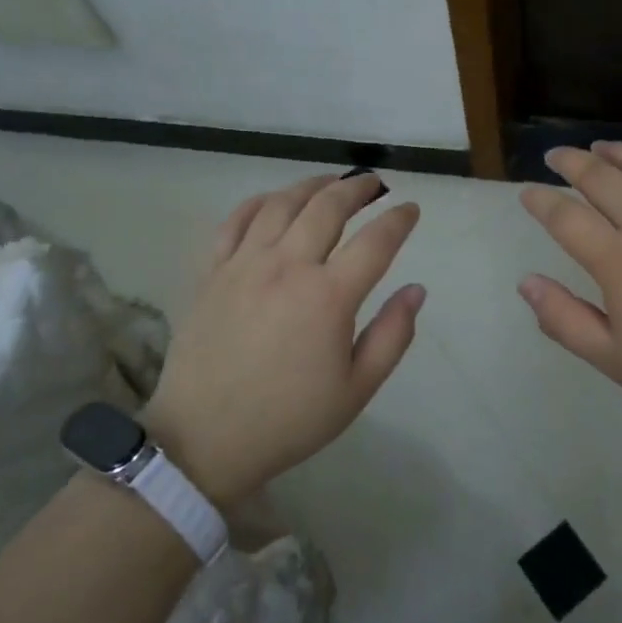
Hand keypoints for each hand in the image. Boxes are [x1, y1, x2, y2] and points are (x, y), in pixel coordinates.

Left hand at [143, 172, 423, 504]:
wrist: (204, 440)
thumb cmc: (289, 419)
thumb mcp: (356, 390)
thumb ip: (392, 336)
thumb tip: (417, 290)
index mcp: (329, 296)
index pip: (376, 241)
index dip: (399, 220)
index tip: (410, 210)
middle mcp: (287, 266)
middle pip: (328, 206)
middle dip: (358, 187)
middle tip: (374, 184)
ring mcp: (244, 264)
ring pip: (282, 203)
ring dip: (312, 185)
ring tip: (330, 182)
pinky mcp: (212, 271)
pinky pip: (236, 220)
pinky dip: (260, 202)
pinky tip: (274, 202)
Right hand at [517, 142, 621, 430]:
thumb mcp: (616, 361)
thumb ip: (565, 320)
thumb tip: (526, 281)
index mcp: (620, 261)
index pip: (566, 217)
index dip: (540, 201)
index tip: (526, 193)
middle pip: (601, 177)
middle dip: (570, 161)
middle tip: (554, 155)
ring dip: (616, 151)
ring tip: (598, 147)